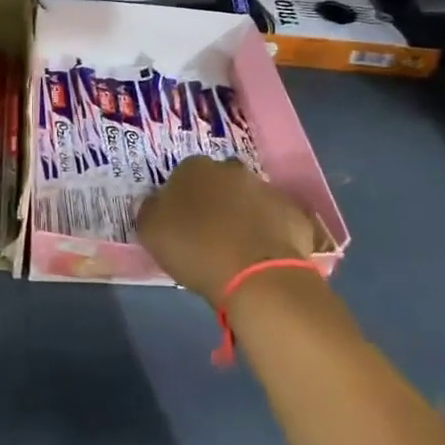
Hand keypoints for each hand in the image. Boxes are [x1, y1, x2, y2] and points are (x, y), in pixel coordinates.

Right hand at [135, 156, 319, 306]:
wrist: (256, 276)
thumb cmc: (195, 249)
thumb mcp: (150, 232)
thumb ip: (150, 211)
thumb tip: (156, 203)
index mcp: (194, 168)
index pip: (183, 176)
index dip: (181, 200)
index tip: (180, 224)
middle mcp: (231, 170)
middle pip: (219, 183)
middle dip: (215, 202)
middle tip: (209, 235)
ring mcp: (267, 189)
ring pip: (249, 200)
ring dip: (244, 216)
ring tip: (238, 250)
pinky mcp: (295, 214)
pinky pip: (277, 221)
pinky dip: (270, 233)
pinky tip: (263, 257)